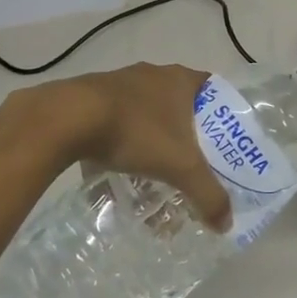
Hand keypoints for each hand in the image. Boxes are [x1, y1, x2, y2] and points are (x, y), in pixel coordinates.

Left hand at [62, 64, 231, 230]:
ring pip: (146, 111)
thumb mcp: (180, 167)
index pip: (214, 90)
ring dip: (151, 136)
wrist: (69, 118)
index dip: (221, 114)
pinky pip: (116, 119)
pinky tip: (116, 166)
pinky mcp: (92, 95)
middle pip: (179, 103)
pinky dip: (120, 140)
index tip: (222, 141)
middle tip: (189, 161)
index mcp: (182, 79)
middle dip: (185, 133)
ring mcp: (121, 81)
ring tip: (152, 169)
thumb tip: (227, 223)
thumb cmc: (137, 131)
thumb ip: (207, 194)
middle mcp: (154, 73)